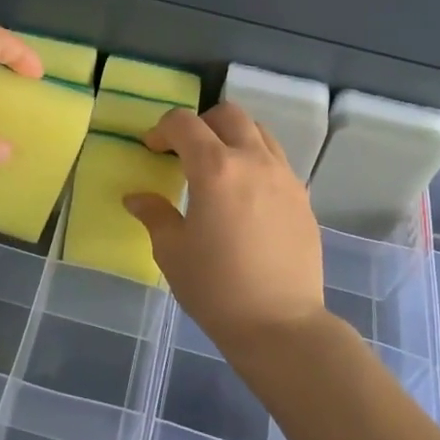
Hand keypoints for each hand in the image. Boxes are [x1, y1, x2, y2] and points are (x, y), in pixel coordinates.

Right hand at [124, 102, 326, 356]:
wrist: (281, 325)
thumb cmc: (217, 288)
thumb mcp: (172, 252)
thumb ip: (155, 214)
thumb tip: (136, 197)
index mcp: (215, 168)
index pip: (184, 123)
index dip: (162, 129)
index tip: (152, 150)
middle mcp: (253, 160)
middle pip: (228, 115)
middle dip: (201, 123)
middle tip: (185, 151)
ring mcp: (284, 176)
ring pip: (258, 132)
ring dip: (232, 137)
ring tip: (218, 167)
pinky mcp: (302, 196)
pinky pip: (276, 160)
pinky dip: (256, 160)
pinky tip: (245, 195)